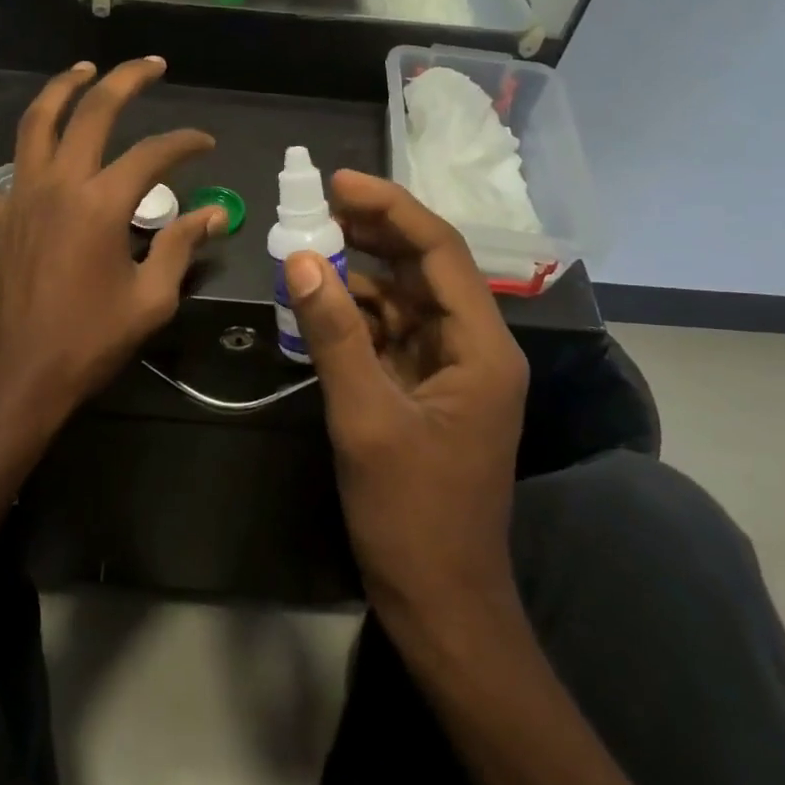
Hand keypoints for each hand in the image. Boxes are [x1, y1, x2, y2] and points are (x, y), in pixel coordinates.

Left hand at [0, 58, 226, 490]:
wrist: (19, 378)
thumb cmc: (89, 342)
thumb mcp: (151, 299)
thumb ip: (181, 247)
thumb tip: (215, 214)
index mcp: (101, 204)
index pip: (153, 155)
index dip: (185, 143)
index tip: (205, 144)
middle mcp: (58, 186)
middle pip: (92, 114)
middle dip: (125, 81)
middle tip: (151, 66)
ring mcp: (17, 199)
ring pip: (34, 126)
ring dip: (60, 91)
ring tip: (82, 70)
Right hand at [279, 171, 528, 627]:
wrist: (440, 602)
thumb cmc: (412, 515)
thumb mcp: (366, 418)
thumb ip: (334, 333)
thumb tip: (301, 259)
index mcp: (483, 348)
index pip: (441, 252)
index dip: (391, 209)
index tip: (338, 182)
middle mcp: (475, 348)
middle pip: (425, 268)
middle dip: (374, 233)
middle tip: (316, 205)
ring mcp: (452, 371)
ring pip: (405, 300)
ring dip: (360, 273)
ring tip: (307, 245)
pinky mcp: (427, 391)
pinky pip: (392, 334)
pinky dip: (356, 314)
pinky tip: (319, 302)